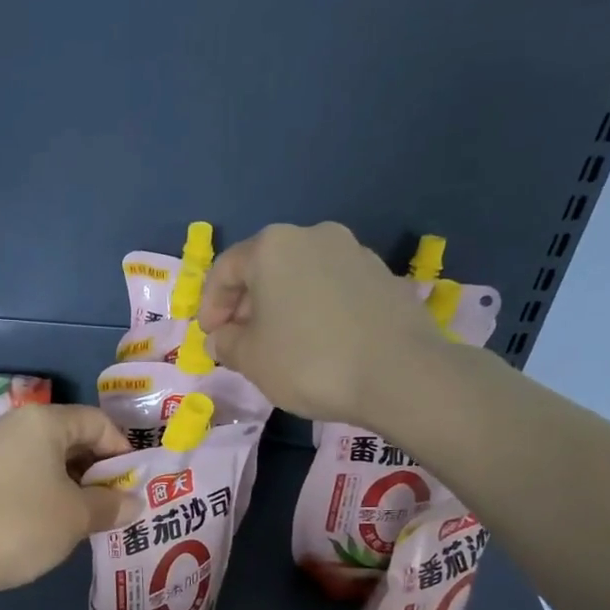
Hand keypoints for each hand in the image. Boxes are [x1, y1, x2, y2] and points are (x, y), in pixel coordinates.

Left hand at [0, 405, 136, 594]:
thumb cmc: (22, 524)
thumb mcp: (77, 516)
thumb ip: (110, 504)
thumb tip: (133, 503)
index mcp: (44, 422)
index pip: (98, 423)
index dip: (122, 452)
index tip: (134, 486)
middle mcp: (17, 424)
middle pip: (73, 437)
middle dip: (99, 469)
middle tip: (115, 503)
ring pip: (48, 457)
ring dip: (74, 482)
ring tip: (89, 515)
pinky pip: (26, 472)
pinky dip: (47, 489)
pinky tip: (54, 520)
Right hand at [198, 222, 448, 426]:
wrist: (400, 374)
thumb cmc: (309, 361)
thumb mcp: (251, 359)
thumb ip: (226, 344)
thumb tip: (221, 337)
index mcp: (272, 246)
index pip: (225, 269)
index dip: (210, 305)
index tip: (210, 337)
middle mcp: (313, 236)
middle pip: (265, 267)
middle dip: (247, 304)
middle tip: (240, 341)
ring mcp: (354, 252)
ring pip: (301, 276)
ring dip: (282, 306)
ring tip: (280, 344)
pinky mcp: (384, 276)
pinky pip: (333, 289)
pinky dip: (316, 309)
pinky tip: (318, 343)